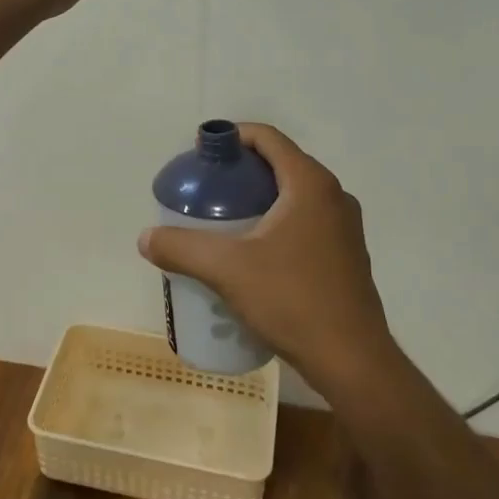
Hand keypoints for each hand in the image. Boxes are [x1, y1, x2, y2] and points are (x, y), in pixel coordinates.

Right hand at [138, 124, 396, 394]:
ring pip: (293, 196)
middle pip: (280, 164)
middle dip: (240, 171)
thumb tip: (146, 237)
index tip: (201, 154)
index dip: (232, 136)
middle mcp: (334, 196)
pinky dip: (276, 224)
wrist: (352, 361)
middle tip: (205, 191)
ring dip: (258, 199)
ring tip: (223, 223)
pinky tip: (252, 255)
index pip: (267, 137)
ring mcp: (345, 228)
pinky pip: (305, 222)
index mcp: (310, 184)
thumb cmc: (292, 300)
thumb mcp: (227, 270)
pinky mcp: (346, 256)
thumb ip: (182, 248)